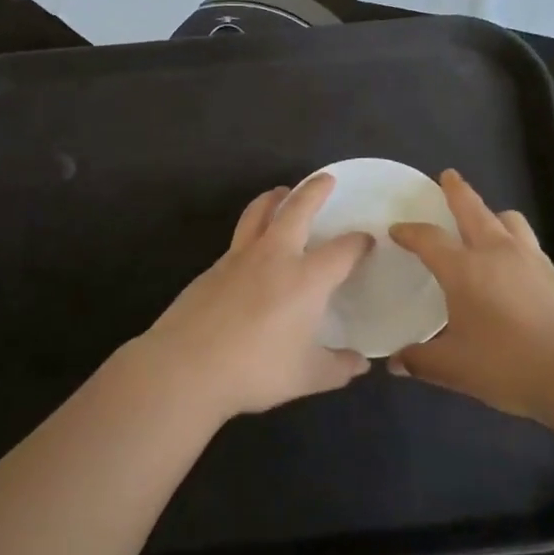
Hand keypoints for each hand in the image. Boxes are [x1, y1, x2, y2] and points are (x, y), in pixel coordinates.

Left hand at [132, 173, 373, 421]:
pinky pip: (239, 237)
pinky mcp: (213, 268)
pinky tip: (253, 247)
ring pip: (259, 212)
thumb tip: (360, 364)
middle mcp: (275, 256)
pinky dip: (252, 228)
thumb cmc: (255, 369)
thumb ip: (338, 367)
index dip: (358, 242)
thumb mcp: (307, 376)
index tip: (366, 241)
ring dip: (274, 198)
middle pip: (297, 209)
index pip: (342, 250)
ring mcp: (240, 257)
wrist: (186, 366)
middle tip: (326, 179)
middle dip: (315, 190)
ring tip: (281, 193)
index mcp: (306, 278)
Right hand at [389, 170, 553, 421]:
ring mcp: (530, 259)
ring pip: (508, 219)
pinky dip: (513, 238)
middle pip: (473, 209)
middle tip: (448, 176)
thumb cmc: (508, 365)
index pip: (429, 239)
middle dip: (457, 191)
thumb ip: (420, 361)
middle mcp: (496, 253)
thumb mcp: (454, 368)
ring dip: (492, 213)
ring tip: (485, 220)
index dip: (410, 232)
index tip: (397, 229)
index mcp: (464, 269)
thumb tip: (395, 362)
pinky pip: (528, 241)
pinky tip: (512, 261)